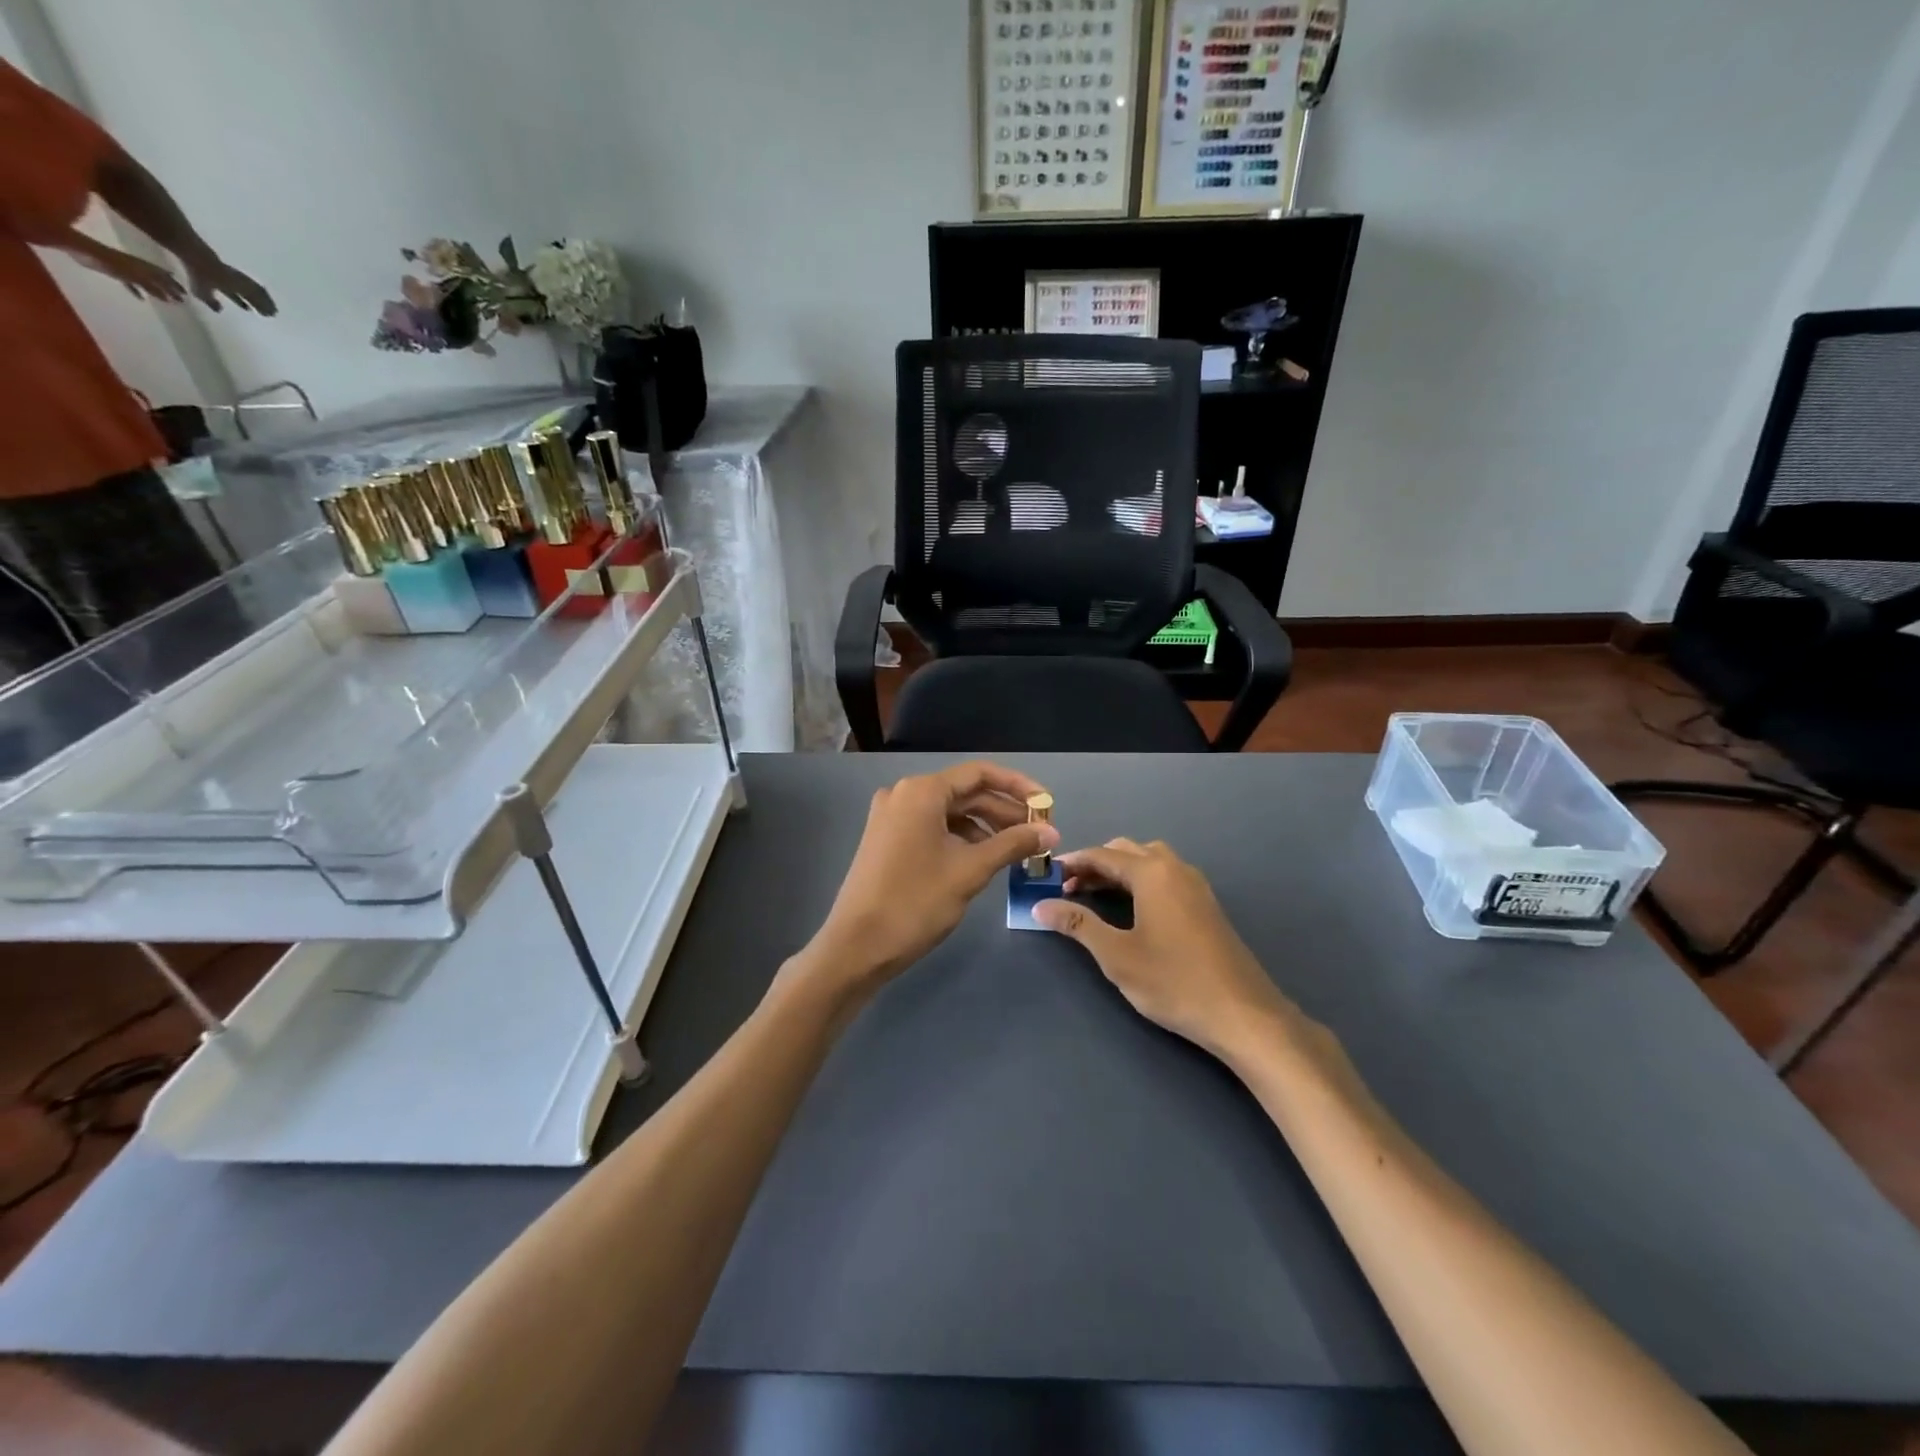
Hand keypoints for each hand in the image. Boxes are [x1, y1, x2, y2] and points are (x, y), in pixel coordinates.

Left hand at [62, 237, 185, 302]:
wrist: (81, 249)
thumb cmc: (108, 262)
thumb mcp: (134, 276)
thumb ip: (153, 287)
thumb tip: (171, 299)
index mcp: (145, 267)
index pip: (165, 278)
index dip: (176, 286)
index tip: (188, 296)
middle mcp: (139, 267)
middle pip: (158, 280)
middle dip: (169, 289)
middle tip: (180, 300)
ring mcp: (126, 269)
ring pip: (146, 282)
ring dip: (156, 290)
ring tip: (165, 300)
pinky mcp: (114, 270)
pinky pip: (129, 282)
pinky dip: (136, 289)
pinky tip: (140, 297)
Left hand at [185, 255, 277, 314]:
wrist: (193, 251)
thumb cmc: (199, 274)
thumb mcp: (201, 291)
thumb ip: (211, 301)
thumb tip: (219, 309)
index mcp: (238, 288)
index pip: (254, 300)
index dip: (262, 308)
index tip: (270, 315)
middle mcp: (241, 282)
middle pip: (258, 294)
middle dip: (266, 304)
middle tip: (274, 312)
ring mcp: (237, 276)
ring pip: (255, 288)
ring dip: (263, 297)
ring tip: (268, 304)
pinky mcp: (231, 270)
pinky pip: (247, 282)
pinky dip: (253, 289)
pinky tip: (252, 292)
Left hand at [796, 762, 1059, 1001]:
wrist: (856, 946)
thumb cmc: (915, 902)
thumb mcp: (970, 871)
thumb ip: (1012, 844)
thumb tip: (1051, 832)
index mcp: (921, 791)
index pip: (980, 774)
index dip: (1018, 786)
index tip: (1047, 805)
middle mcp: (903, 794)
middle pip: (965, 793)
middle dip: (1004, 811)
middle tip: (1039, 834)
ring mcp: (891, 817)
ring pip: (949, 812)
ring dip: (984, 827)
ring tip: (1017, 850)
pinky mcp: (887, 840)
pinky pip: (932, 828)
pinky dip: (961, 838)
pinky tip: (983, 858)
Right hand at [1033, 838, 1302, 1063]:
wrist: (1244, 1014)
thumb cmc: (1174, 982)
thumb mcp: (1117, 956)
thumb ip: (1078, 925)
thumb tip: (1040, 905)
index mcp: (1152, 873)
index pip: (1102, 855)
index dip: (1072, 863)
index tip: (1046, 877)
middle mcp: (1175, 868)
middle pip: (1126, 851)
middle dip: (1095, 864)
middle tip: (1068, 889)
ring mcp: (1195, 885)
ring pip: (1149, 861)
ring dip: (1119, 870)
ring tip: (1095, 896)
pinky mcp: (1206, 905)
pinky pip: (1165, 877)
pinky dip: (1140, 881)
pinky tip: (1131, 909)